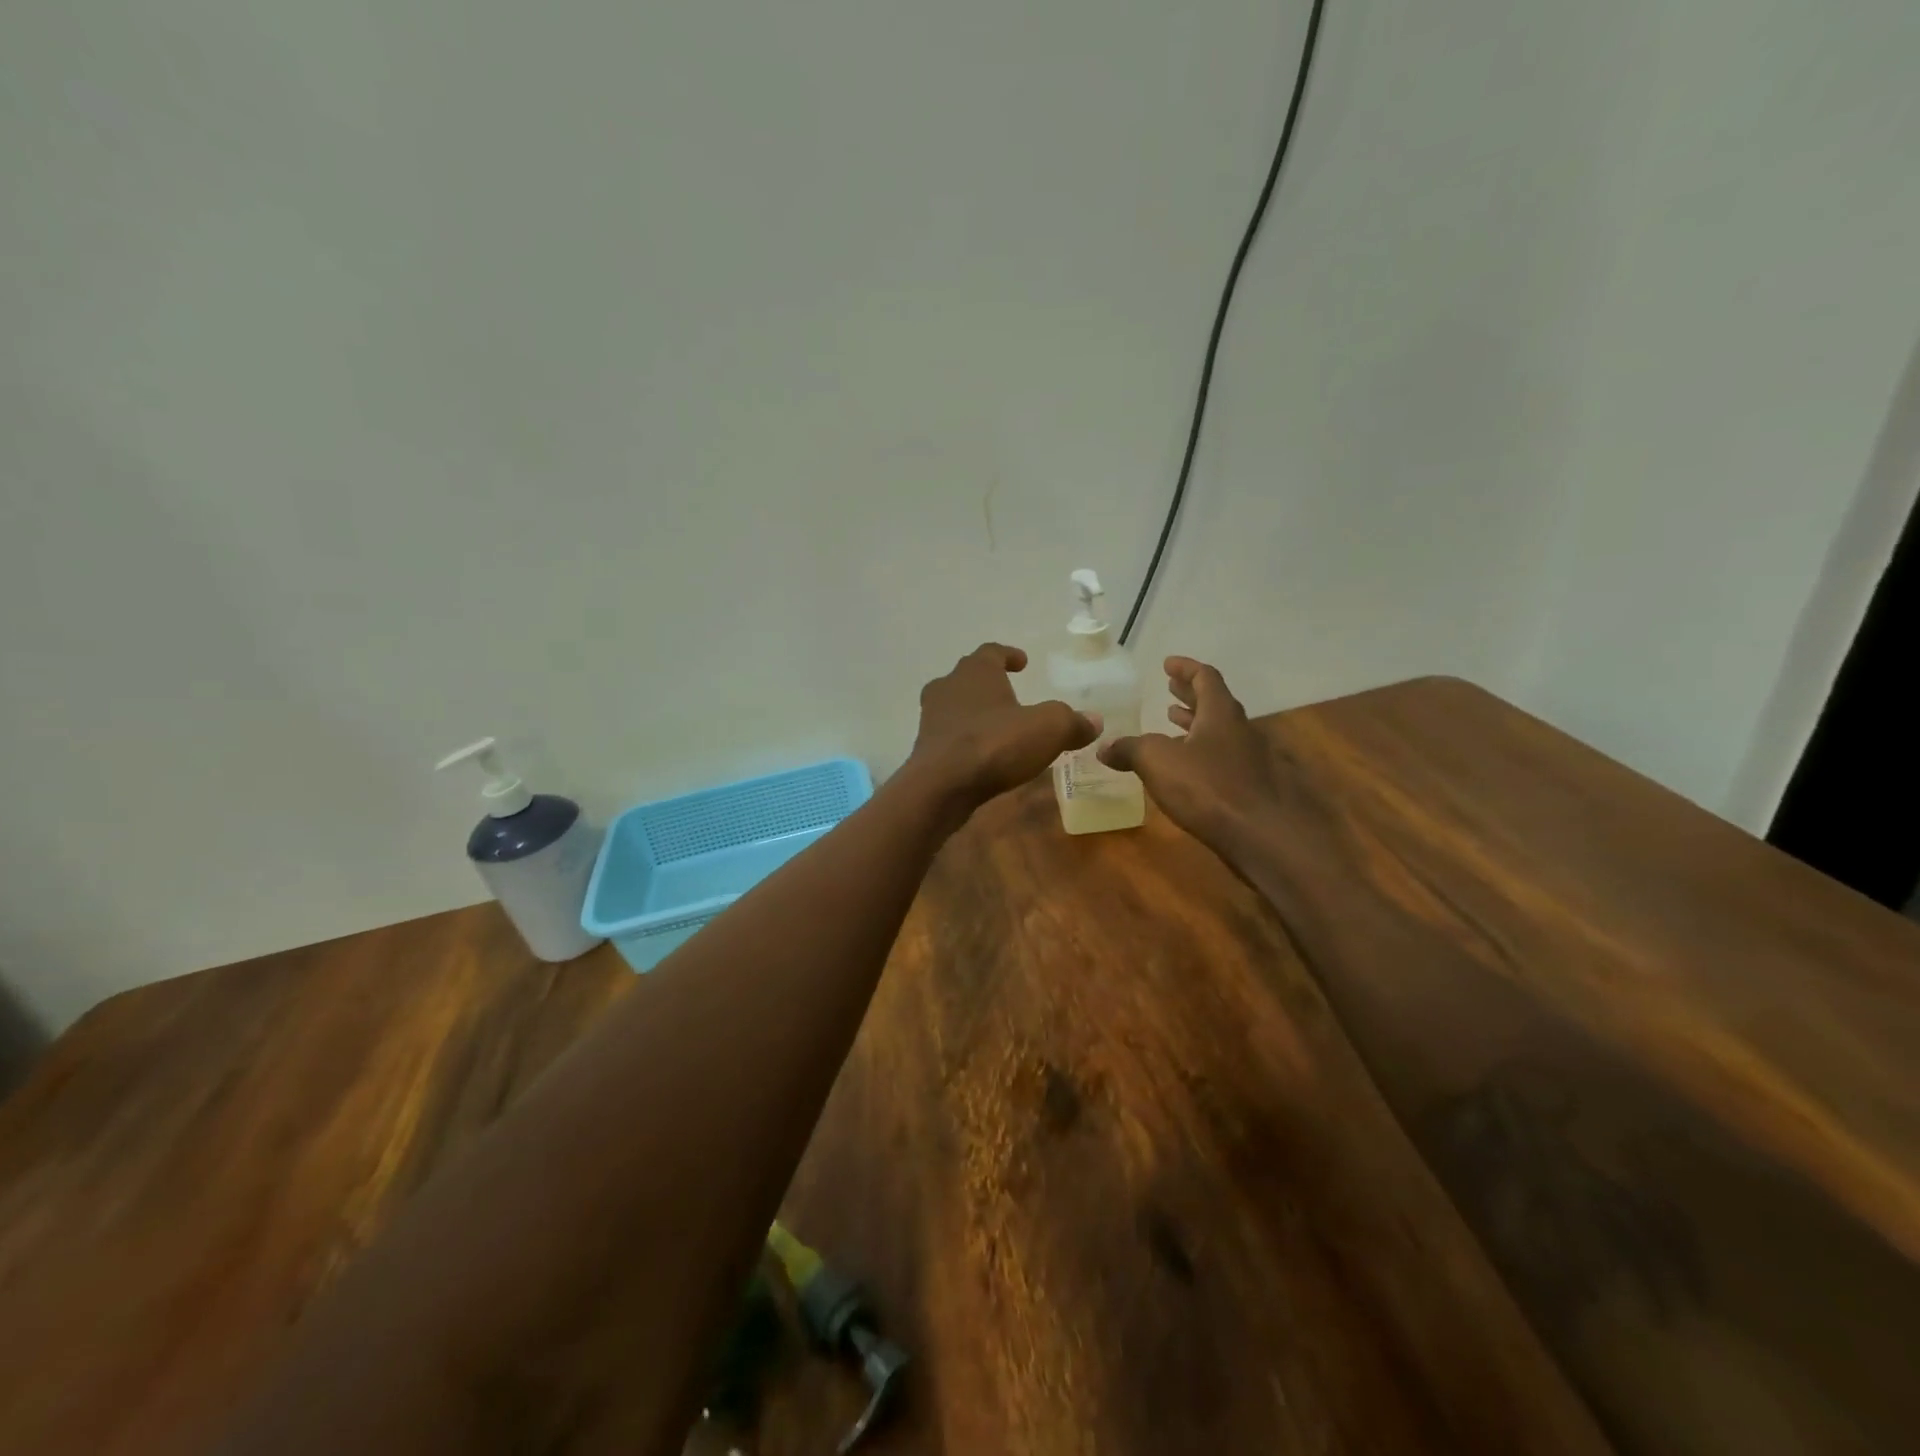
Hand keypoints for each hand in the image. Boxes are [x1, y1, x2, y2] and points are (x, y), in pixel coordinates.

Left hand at [909, 643, 1098, 812]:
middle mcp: (948, 687)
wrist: (941, 786)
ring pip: (955, 706)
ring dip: (975, 712)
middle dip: (989, 683)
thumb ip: (1072, 722)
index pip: (992, 652)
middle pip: (968, 676)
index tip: (1022, 662)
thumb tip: (1094, 721)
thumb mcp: (1048, 729)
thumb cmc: (995, 744)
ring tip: (998, 726)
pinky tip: (982, 755)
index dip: (1009, 655)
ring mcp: (931, 718)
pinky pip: (950, 735)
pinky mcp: (926, 748)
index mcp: (975, 671)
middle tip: (1009, 692)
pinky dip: (966, 739)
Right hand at [1099, 657, 1280, 848]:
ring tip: (1173, 723)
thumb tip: (1103, 746)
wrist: (1262, 836)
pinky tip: (1186, 769)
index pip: (1205, 678)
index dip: (1186, 668)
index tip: (1168, 664)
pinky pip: (1222, 758)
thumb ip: (1129, 749)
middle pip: (1215, 703)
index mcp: (1221, 713)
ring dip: (1196, 725)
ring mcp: (1250, 759)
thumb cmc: (1208, 787)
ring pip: (1220, 732)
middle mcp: (1240, 730)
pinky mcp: (1251, 787)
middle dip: (1190, 695)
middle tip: (1169, 690)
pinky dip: (1201, 753)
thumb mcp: (1157, 761)